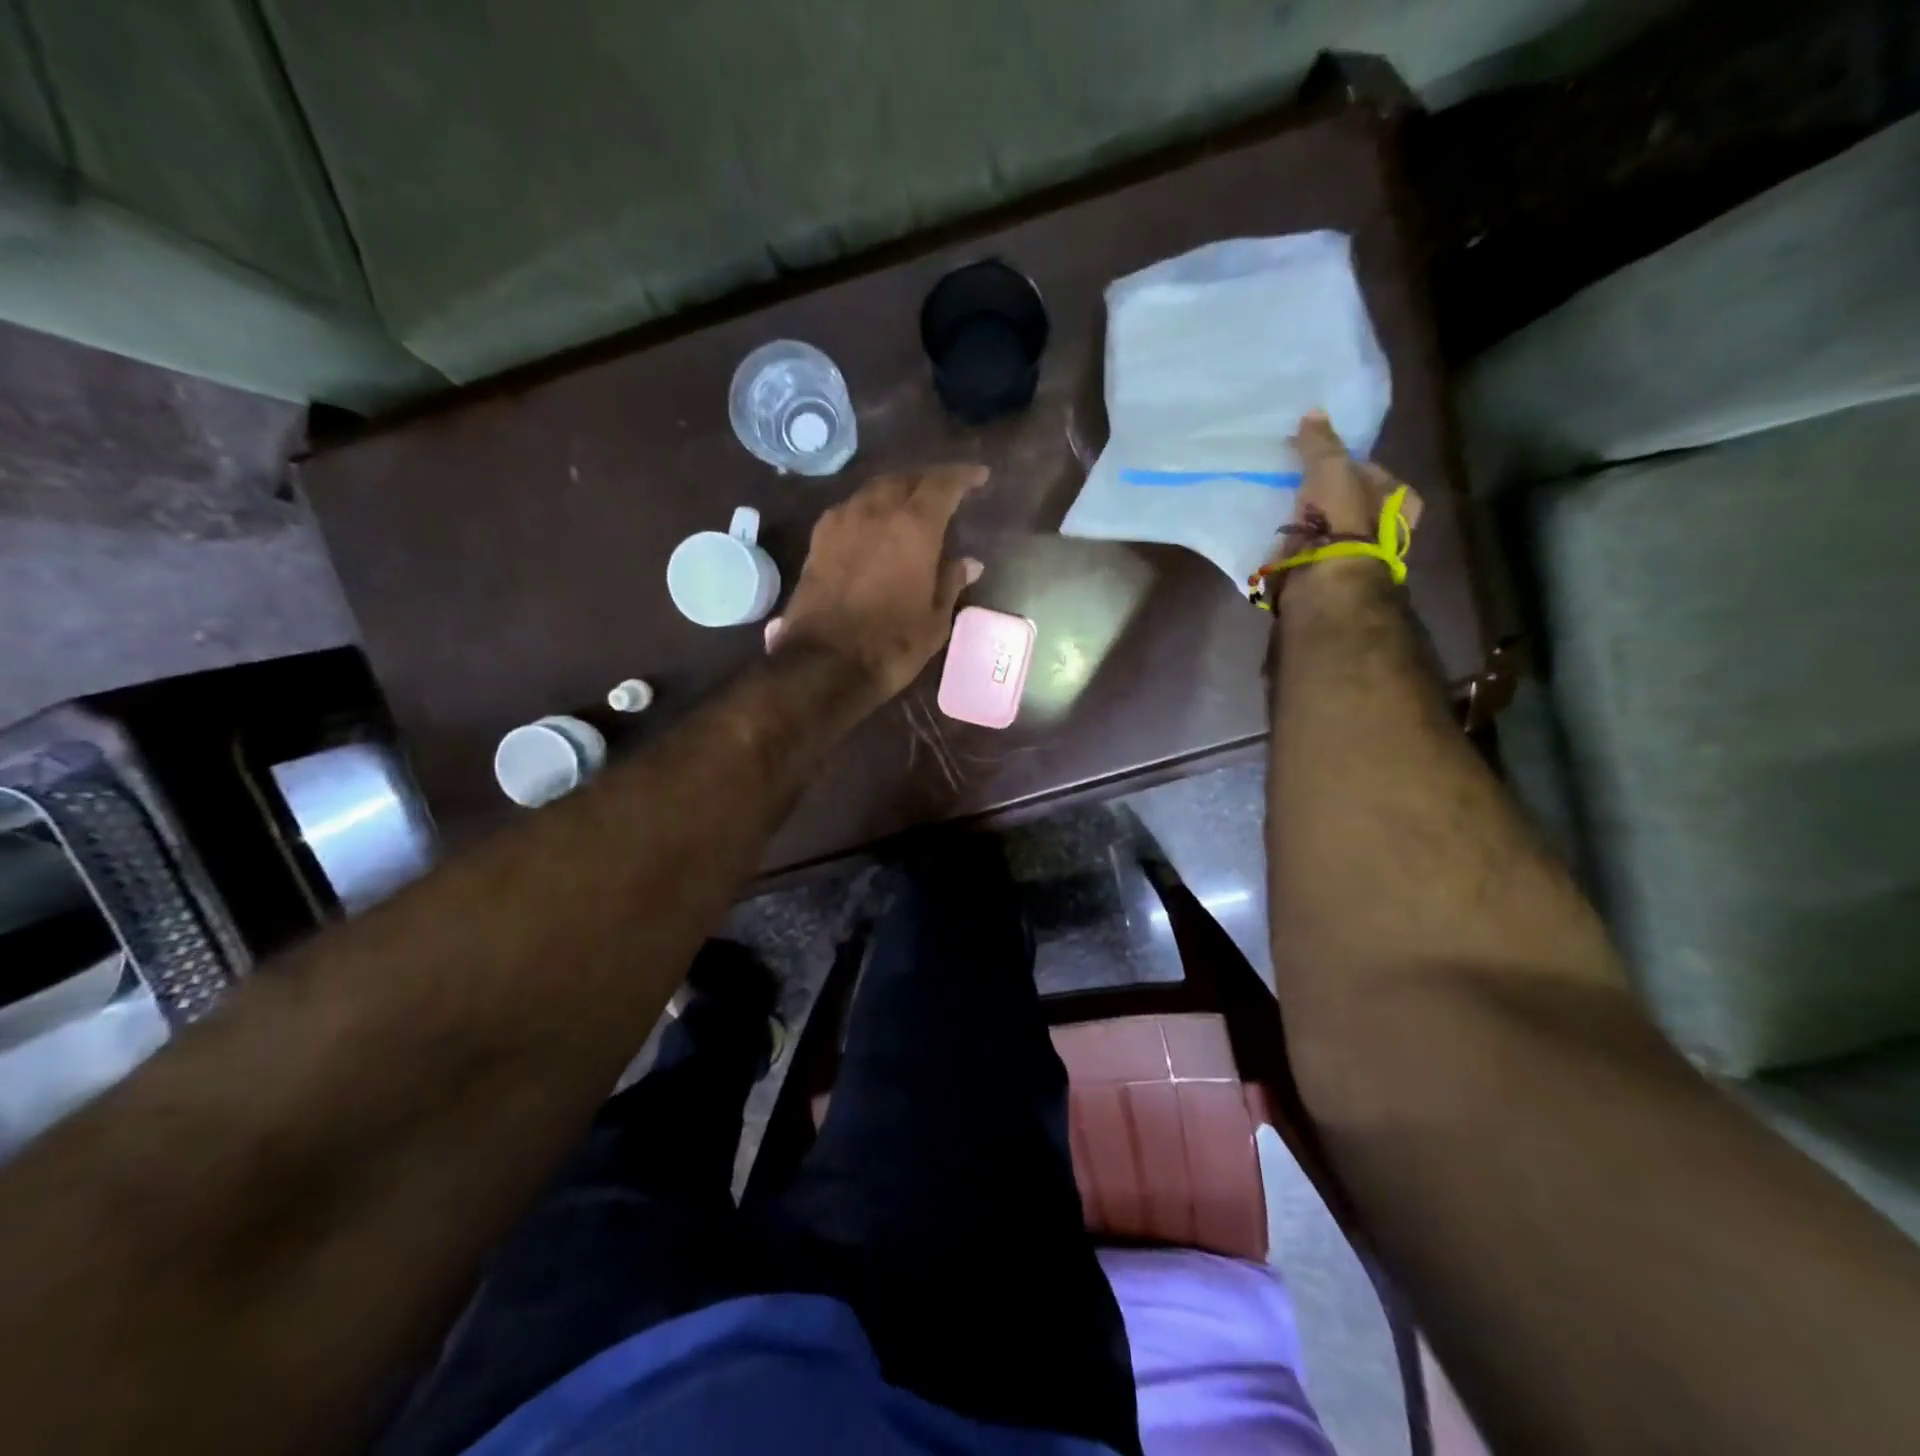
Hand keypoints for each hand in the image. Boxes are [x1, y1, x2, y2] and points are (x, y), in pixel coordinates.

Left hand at [770, 465, 986, 699]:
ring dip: (896, 492)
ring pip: (874, 490)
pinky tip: (875, 526)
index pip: (943, 484)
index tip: (979, 476)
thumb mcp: (934, 619)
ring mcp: (842, 521)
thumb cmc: (891, 644)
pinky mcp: (818, 539)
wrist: (824, 664)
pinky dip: (869, 510)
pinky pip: (851, 509)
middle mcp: (876, 510)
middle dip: (928, 481)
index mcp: (914, 526)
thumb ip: (951, 581)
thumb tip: (969, 562)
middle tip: (944, 492)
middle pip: (905, 479)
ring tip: (910, 506)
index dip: (963, 476)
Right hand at [1272, 411, 1422, 605]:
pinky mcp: (1323, 579)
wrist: (1323, 586)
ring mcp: (1353, 558)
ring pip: (1326, 529)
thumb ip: (1321, 444)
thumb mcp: (1332, 471)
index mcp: (1401, 503)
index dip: (1346, 465)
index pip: (1373, 474)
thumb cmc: (1340, 523)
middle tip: (1293, 484)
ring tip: (1277, 509)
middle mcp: (1384, 532)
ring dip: (1305, 523)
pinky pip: (1304, 554)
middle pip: (1348, 504)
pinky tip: (1272, 537)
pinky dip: (1290, 547)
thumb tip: (1313, 412)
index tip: (1316, 462)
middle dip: (1323, 497)